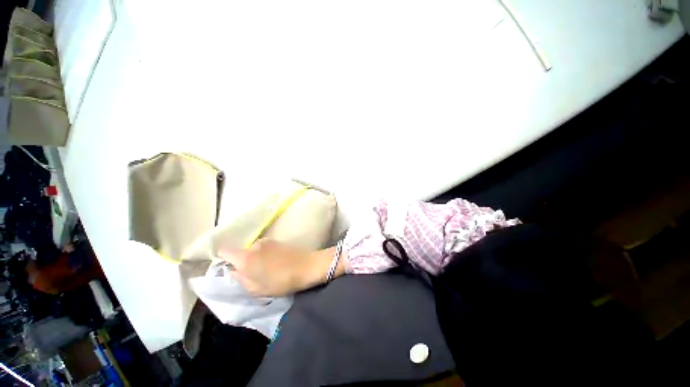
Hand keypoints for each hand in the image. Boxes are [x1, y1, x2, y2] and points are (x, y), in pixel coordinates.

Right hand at [218, 239, 345, 296]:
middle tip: (253, 274)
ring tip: (267, 269)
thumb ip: (241, 280)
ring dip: (256, 258)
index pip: (224, 251)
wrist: (307, 266)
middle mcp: (254, 245)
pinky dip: (265, 255)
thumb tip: (234, 271)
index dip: (223, 259)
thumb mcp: (257, 289)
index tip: (229, 268)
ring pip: (253, 250)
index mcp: (246, 258)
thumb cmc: (281, 281)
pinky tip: (275, 263)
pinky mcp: (277, 240)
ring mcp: (267, 241)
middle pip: (240, 252)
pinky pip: (264, 248)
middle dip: (243, 262)